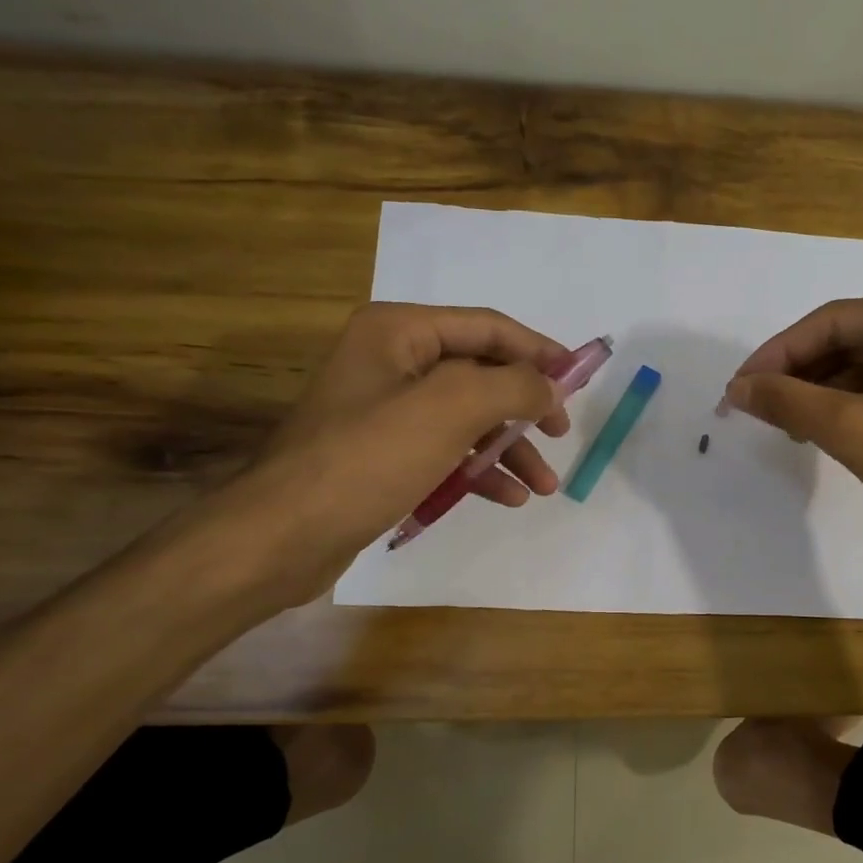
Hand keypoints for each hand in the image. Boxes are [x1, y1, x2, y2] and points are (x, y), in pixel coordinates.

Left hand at [199, 303, 572, 605]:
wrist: (284, 535)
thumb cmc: (369, 458)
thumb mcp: (450, 408)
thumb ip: (512, 386)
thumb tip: (549, 386)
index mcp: (398, 331)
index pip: (486, 327)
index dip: (538, 350)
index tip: (578, 379)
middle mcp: (390, 361)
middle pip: (479, 373)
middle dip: (524, 407)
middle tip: (559, 434)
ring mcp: (384, 411)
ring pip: (465, 418)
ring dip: (507, 449)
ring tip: (543, 486)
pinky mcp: (381, 455)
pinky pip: (443, 451)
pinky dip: (477, 471)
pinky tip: (507, 498)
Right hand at [722, 291, 862, 565]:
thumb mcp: (861, 434)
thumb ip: (792, 403)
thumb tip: (737, 389)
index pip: (838, 320)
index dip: (780, 351)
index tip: (738, 386)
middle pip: (852, 339)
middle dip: (799, 372)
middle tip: (752, 405)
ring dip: (819, 391)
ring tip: (779, 421)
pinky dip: (848, 406)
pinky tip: (817, 428)